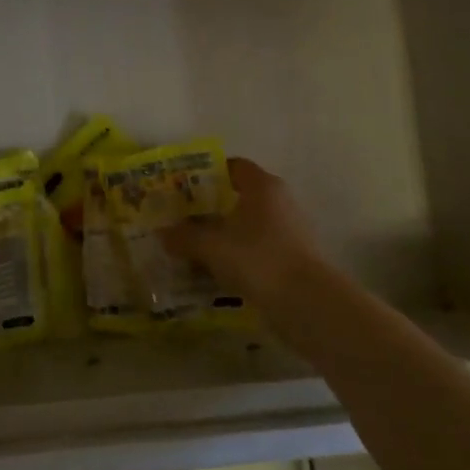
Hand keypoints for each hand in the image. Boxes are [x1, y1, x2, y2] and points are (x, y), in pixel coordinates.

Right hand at [162, 158, 336, 311]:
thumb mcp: (211, 246)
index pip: (233, 166)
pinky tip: (216, 271)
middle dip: (210, 207)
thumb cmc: (257, 259)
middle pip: (239, 196)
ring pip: (247, 225)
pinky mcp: (292, 257)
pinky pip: (257, 248)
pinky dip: (237, 255)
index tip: (182, 186)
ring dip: (223, 234)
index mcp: (262, 186)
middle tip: (181, 218)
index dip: (207, 173)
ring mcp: (289, 230)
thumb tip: (163, 233)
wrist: (307, 302)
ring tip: (193, 247)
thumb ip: (185, 237)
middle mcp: (279, 201)